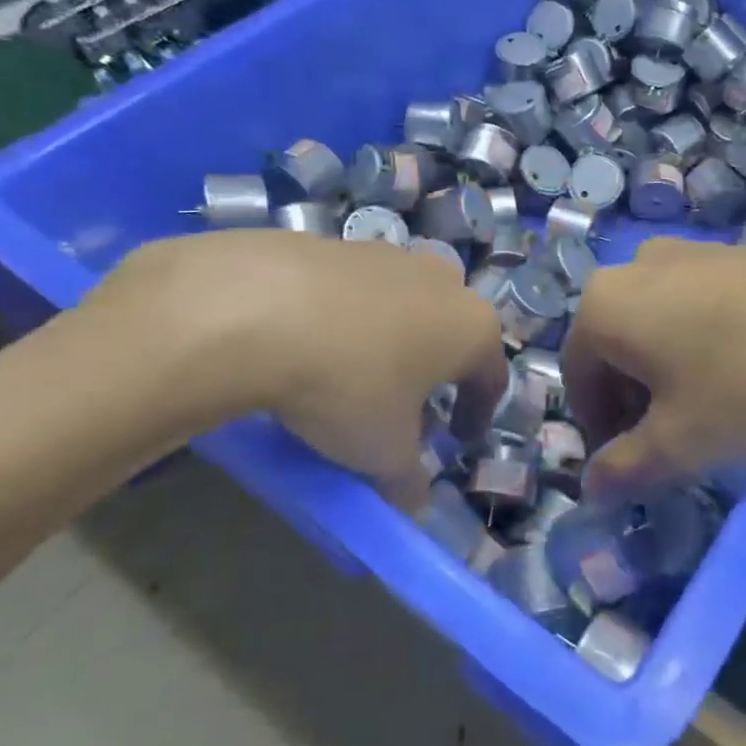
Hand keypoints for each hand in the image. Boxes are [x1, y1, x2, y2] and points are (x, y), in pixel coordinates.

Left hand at [85, 230, 506, 507]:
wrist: (255, 308)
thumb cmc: (348, 384)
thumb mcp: (383, 452)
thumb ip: (408, 480)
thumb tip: (414, 503)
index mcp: (471, 327)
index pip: (490, 377)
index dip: (477, 413)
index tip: (458, 439)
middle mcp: (442, 281)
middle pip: (450, 332)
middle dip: (435, 369)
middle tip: (406, 405)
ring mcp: (389, 254)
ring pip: (404, 303)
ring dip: (392, 337)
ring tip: (355, 373)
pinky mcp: (337, 242)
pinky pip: (356, 289)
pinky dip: (347, 316)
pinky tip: (313, 341)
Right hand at [561, 238, 745, 492]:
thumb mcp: (682, 440)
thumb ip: (626, 467)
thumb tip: (590, 488)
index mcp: (605, 305)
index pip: (577, 376)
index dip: (598, 429)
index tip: (631, 466)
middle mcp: (635, 267)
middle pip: (614, 347)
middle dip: (632, 401)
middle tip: (670, 444)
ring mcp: (687, 252)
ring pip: (655, 325)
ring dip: (666, 374)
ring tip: (711, 411)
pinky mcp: (732, 251)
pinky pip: (693, 304)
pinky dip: (699, 343)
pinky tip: (745, 371)